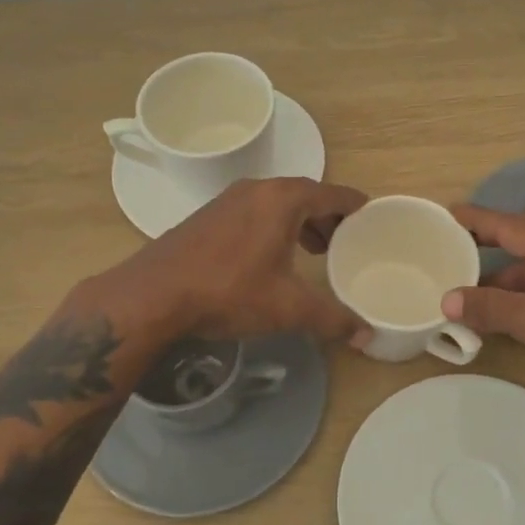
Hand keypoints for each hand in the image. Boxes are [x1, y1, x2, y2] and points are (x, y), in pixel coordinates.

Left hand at [104, 177, 370, 345]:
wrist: (153, 295)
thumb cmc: (229, 291)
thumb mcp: (288, 308)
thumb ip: (332, 319)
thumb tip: (367, 335)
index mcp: (282, 199)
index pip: (332, 193)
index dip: (354, 205)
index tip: (371, 216)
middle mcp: (256, 189)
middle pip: (305, 194)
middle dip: (327, 216)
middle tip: (343, 242)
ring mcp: (227, 200)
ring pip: (276, 203)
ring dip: (299, 222)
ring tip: (312, 250)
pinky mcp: (207, 216)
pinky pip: (254, 212)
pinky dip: (272, 226)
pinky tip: (270, 256)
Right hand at [441, 204, 524, 397]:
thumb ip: (491, 308)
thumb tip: (447, 300)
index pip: (508, 224)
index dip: (476, 218)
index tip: (446, 213)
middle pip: (520, 241)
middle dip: (484, 244)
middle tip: (449, 249)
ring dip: (499, 278)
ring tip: (464, 289)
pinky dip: (518, 296)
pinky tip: (500, 314)